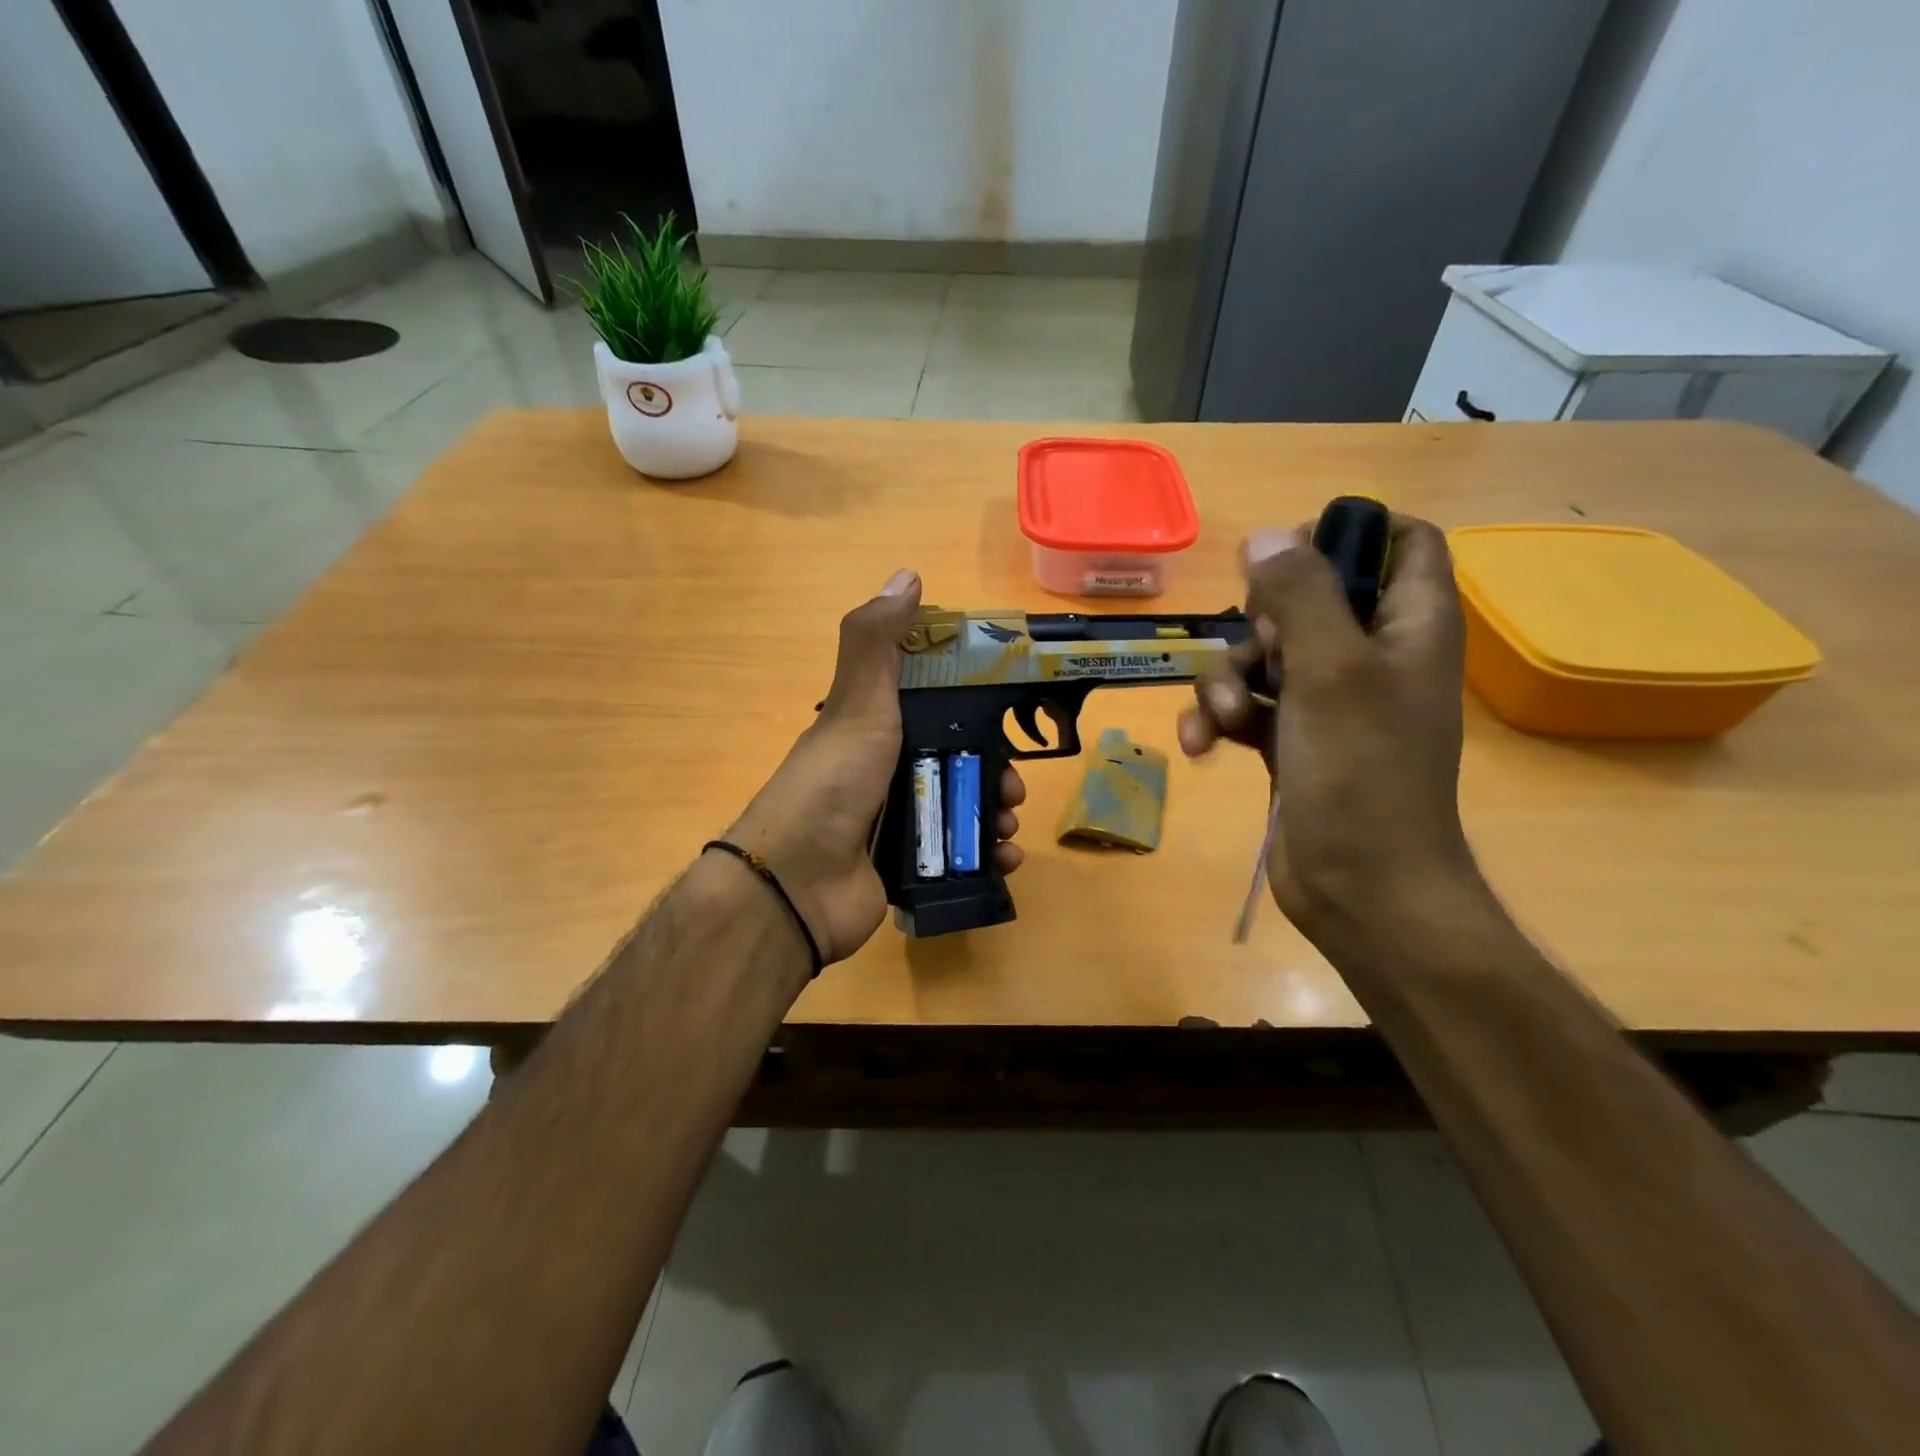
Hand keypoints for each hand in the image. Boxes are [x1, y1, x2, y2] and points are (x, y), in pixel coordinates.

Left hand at [724, 570, 1025, 964]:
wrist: (798, 882)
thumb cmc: (835, 780)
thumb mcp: (858, 702)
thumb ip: (877, 640)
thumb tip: (907, 574)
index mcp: (876, 729)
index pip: (937, 709)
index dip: (976, 710)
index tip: (1010, 716)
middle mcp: (887, 773)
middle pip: (959, 764)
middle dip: (996, 774)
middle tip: (1013, 788)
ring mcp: (897, 825)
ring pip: (964, 811)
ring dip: (997, 816)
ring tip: (1008, 828)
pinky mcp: (908, 870)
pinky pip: (960, 858)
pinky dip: (988, 858)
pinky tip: (1005, 859)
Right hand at [1176, 517, 1477, 949]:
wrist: (1361, 887)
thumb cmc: (1361, 772)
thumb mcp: (1330, 669)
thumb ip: (1300, 594)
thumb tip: (1265, 536)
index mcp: (1410, 625)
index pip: (1399, 541)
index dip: (1345, 536)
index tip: (1288, 562)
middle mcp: (1372, 655)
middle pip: (1308, 599)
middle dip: (1261, 623)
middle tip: (1260, 654)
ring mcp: (1328, 701)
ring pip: (1264, 655)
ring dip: (1227, 679)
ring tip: (1222, 718)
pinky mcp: (1291, 740)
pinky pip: (1246, 705)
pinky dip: (1218, 718)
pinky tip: (1199, 745)